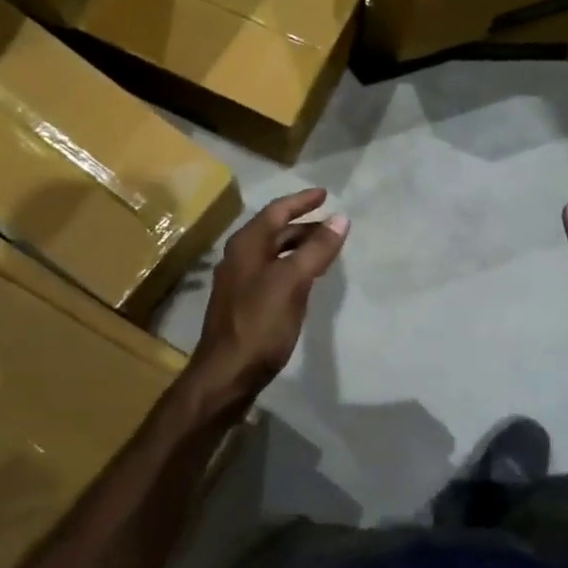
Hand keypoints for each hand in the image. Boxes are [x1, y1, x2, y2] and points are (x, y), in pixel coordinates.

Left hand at [188, 188, 348, 406]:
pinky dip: (292, 268)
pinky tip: (307, 280)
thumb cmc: (260, 323)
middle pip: (274, 231)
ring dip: (299, 247)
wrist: (227, 373)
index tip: (325, 194)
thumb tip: (340, 219)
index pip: (276, 211)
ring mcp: (240, 282)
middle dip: (303, 225)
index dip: (301, 201)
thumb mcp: (292, 282)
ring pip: (274, 254)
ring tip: (326, 248)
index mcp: (246, 245)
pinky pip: (273, 274)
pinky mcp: (244, 305)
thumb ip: (316, 249)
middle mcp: (239, 258)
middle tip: (333, 224)